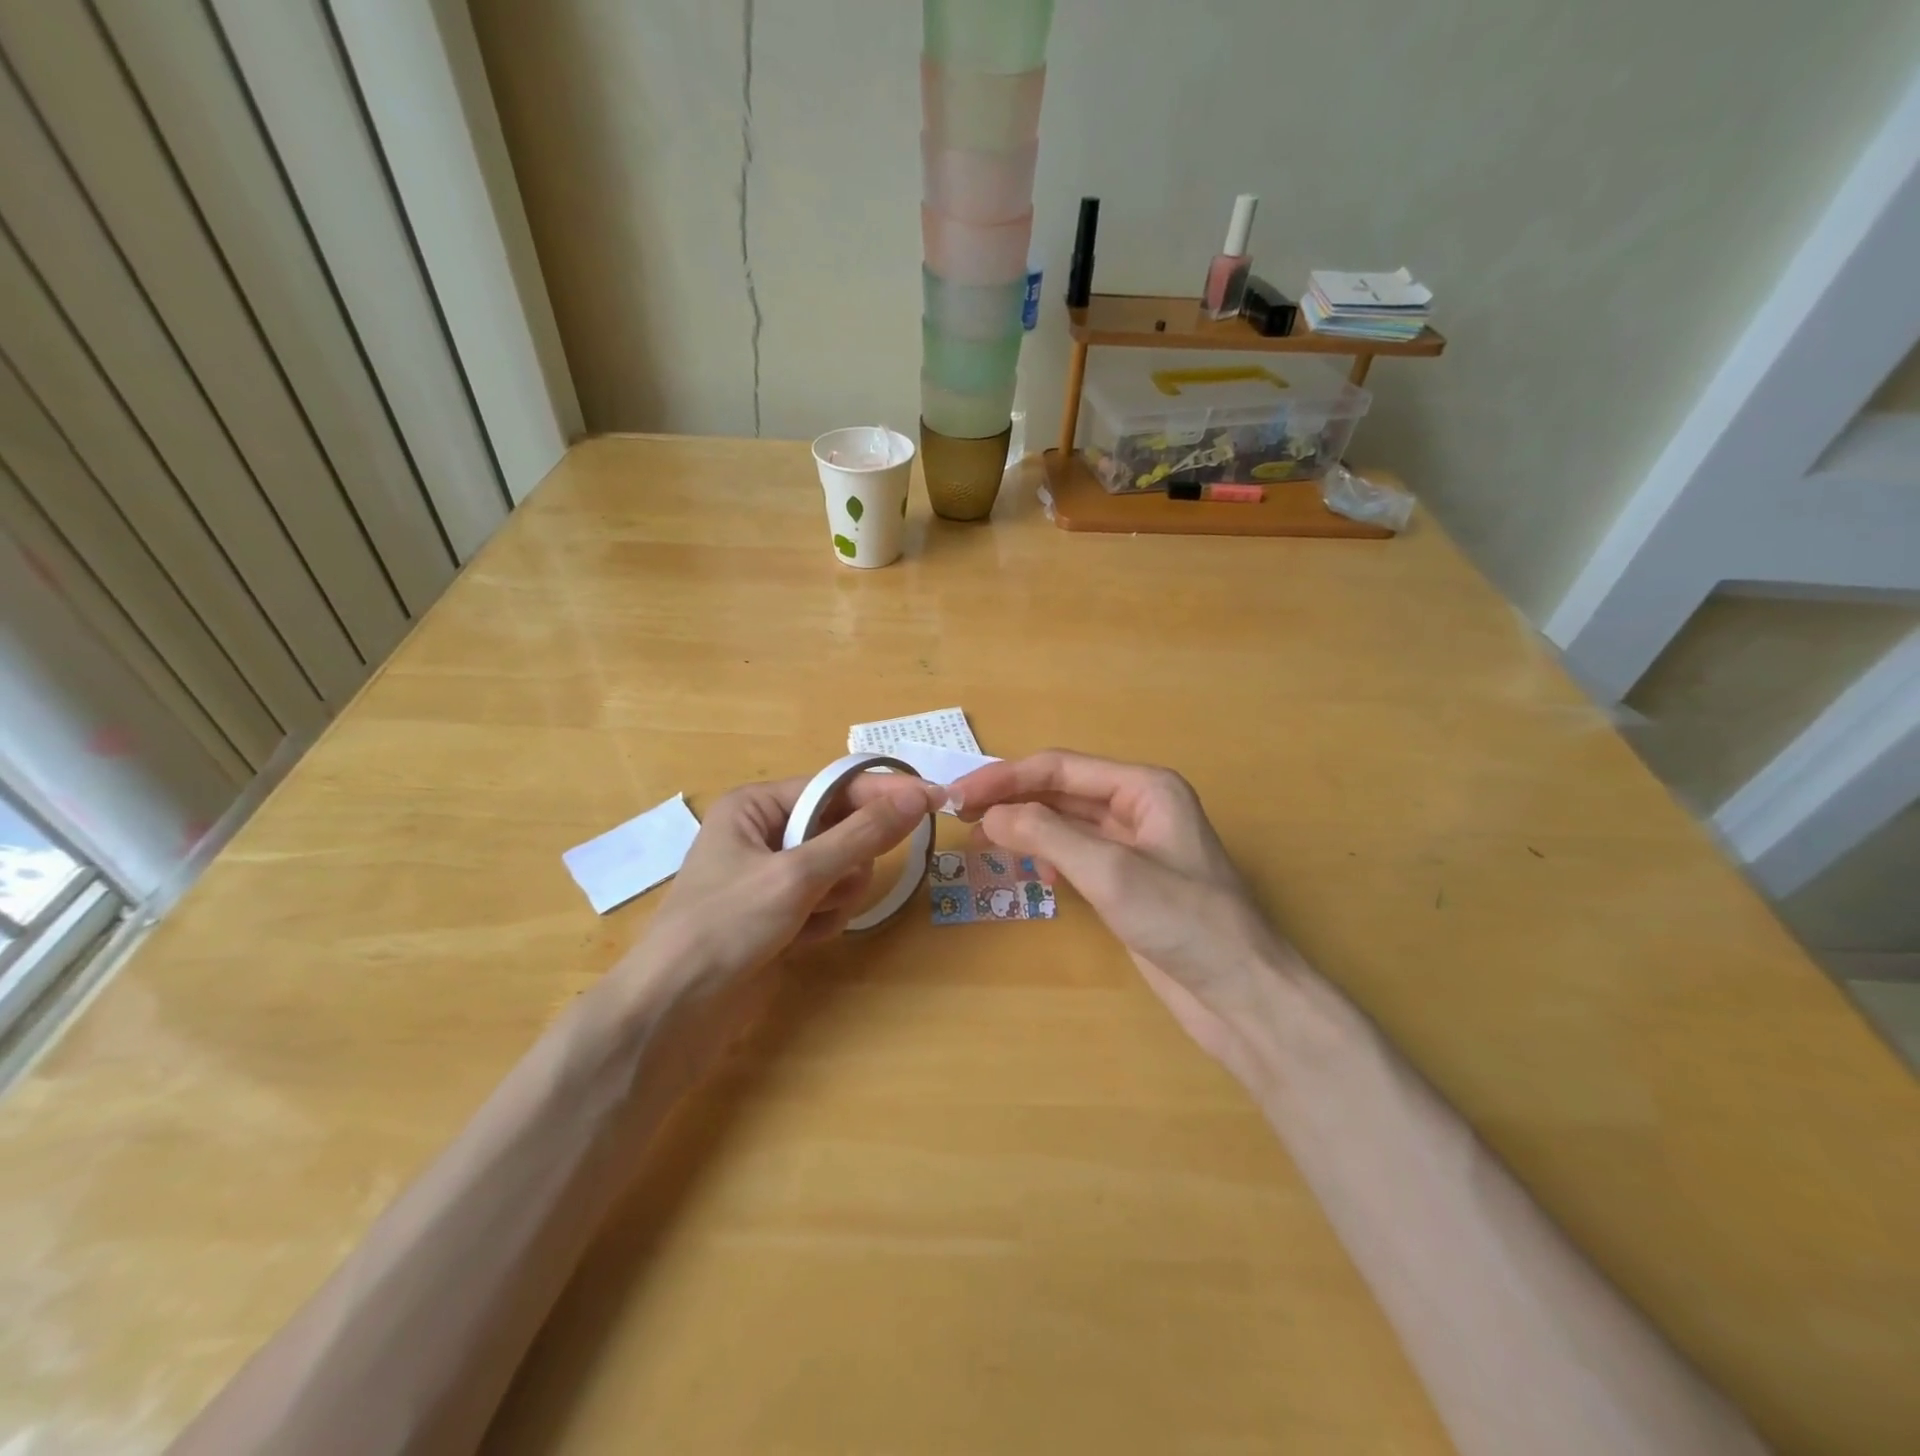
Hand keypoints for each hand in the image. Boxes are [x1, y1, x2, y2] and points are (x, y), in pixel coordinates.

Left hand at [640, 771, 942, 986]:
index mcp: (756, 805)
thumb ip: (862, 835)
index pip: (836, 787)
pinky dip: (822, 922)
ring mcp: (772, 876)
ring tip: (803, 921)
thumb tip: (918, 795)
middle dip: (845, 864)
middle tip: (829, 888)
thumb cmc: (727, 927)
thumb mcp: (797, 874)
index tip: (935, 798)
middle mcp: (764, 833)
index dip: (885, 793)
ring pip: (840, 870)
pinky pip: (827, 902)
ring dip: (834, 898)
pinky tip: (796, 942)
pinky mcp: (779, 914)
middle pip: (842, 830)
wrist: (674, 1014)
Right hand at [948, 751, 1295, 1079]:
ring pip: (1066, 821)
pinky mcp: (1129, 880)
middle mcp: (1139, 806)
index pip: (1060, 768)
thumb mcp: (1111, 871)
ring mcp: (1135, 844)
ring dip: (1025, 826)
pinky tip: (1032, 871)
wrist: (1241, 993)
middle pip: (1061, 790)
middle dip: (1012, 799)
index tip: (958, 796)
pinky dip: (1048, 855)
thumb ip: (1047, 834)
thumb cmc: (1184, 922)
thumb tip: (990, 814)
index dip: (1005, 777)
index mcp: (1144, 787)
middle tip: (959, 816)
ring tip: (982, 840)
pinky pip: (1077, 853)